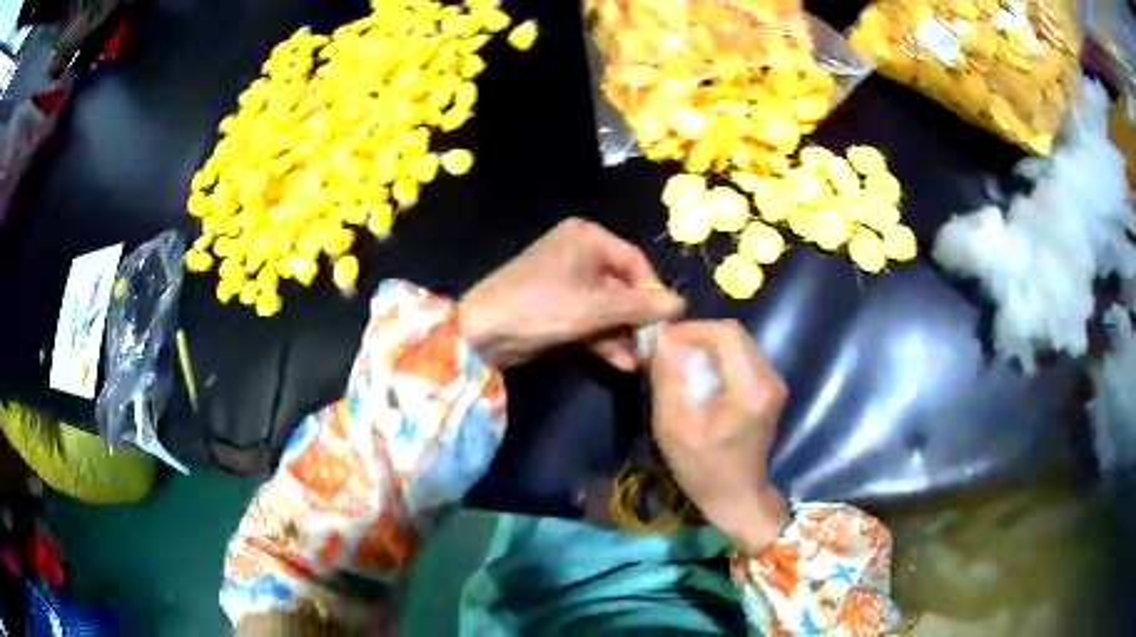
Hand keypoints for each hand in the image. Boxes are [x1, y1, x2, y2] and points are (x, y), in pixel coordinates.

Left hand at [458, 218, 683, 369]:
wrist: (481, 332)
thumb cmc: (541, 307)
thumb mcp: (595, 307)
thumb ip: (640, 306)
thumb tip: (681, 305)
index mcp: (587, 238)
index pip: (635, 262)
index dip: (653, 293)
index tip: (669, 321)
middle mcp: (578, 253)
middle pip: (622, 286)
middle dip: (637, 319)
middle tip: (655, 346)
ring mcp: (567, 280)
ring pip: (607, 306)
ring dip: (623, 334)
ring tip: (641, 360)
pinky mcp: (557, 306)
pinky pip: (590, 318)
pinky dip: (604, 338)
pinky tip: (622, 363)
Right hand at [650, 320, 790, 554]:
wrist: (737, 496)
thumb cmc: (703, 468)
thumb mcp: (674, 426)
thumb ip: (668, 378)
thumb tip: (661, 338)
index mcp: (751, 388)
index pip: (726, 334)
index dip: (693, 329)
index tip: (663, 341)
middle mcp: (770, 378)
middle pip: (734, 335)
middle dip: (698, 336)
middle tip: (667, 350)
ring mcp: (773, 382)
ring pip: (738, 343)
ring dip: (707, 346)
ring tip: (679, 360)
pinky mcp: (768, 388)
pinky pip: (741, 357)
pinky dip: (717, 358)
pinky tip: (698, 374)